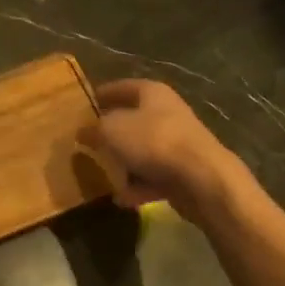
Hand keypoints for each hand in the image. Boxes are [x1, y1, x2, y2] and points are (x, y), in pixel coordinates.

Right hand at [80, 79, 248, 226]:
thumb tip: (84, 131)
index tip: (86, 103)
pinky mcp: (184, 172)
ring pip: (144, 150)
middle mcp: (168, 114)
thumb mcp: (112, 130)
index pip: (124, 87)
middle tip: (89, 141)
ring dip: (125, 162)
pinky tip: (121, 199)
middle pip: (135, 119)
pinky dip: (138, 187)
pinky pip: (154, 177)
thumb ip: (95, 129)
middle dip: (113, 131)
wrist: (200, 177)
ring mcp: (178, 144)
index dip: (104, 93)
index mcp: (153, 94)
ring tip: (102, 173)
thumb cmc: (153, 141)